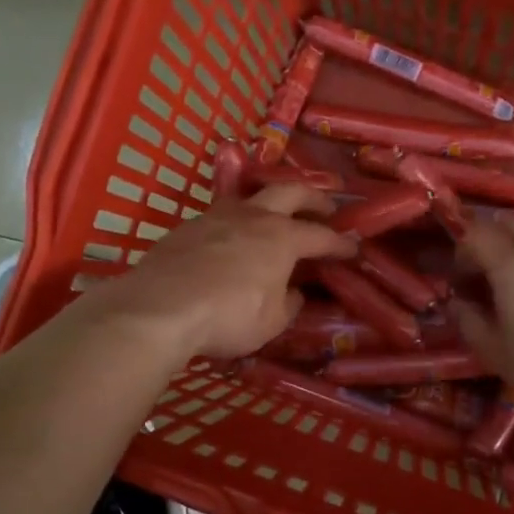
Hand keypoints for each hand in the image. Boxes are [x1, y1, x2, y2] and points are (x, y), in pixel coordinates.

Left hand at [100, 184, 355, 360]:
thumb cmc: (228, 316)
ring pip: (250, 196)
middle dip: (313, 198)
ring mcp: (217, 216)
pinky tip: (231, 239)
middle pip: (291, 191)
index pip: (321, 236)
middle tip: (325, 208)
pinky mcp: (188, 226)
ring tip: (274, 216)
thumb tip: (293, 292)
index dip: (340, 243)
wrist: (160, 307)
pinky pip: (221, 215)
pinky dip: (236, 222)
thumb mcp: (271, 322)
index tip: (353, 248)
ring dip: (270, 202)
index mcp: (283, 238)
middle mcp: (254, 216)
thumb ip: (288, 303)